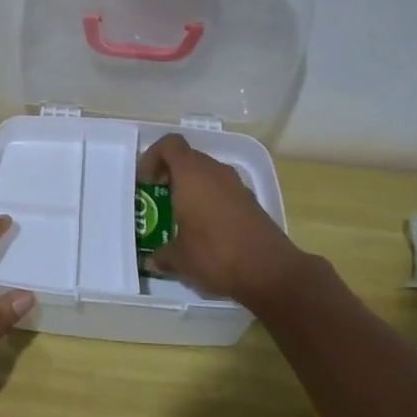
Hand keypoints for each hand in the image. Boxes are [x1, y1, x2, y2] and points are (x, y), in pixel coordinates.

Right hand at [138, 134, 308, 309]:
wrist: (270, 272)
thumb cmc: (215, 255)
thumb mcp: (180, 259)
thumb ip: (163, 254)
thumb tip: (153, 259)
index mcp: (192, 174)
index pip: (170, 145)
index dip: (153, 157)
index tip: (145, 182)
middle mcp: (215, 172)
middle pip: (189, 158)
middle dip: (171, 174)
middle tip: (159, 198)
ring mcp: (237, 186)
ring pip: (208, 175)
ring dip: (192, 188)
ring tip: (180, 216)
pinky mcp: (252, 203)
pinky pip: (223, 191)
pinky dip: (210, 201)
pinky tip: (206, 230)